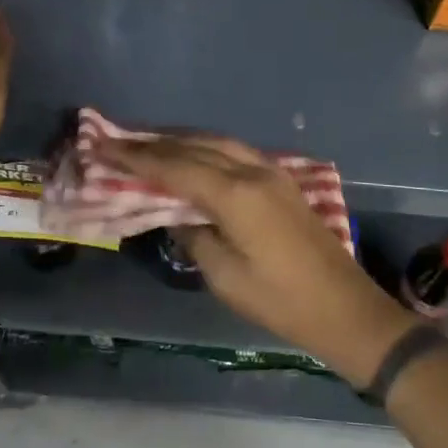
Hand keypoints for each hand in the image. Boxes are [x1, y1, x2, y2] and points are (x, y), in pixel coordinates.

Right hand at [95, 135, 411, 388]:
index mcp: (236, 194)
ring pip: (216, 143)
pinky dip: (206, 149)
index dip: (137, 157)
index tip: (103, 145)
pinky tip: (192, 157)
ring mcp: (272, 172)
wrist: (344, 307)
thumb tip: (175, 215)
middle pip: (195, 146)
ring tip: (147, 144)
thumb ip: (193, 236)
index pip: (176, 167)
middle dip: (154, 143)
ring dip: (180, 141)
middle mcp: (253, 171)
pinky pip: (234, 152)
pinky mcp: (282, 182)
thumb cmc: (280, 300)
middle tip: (117, 140)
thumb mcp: (224, 276)